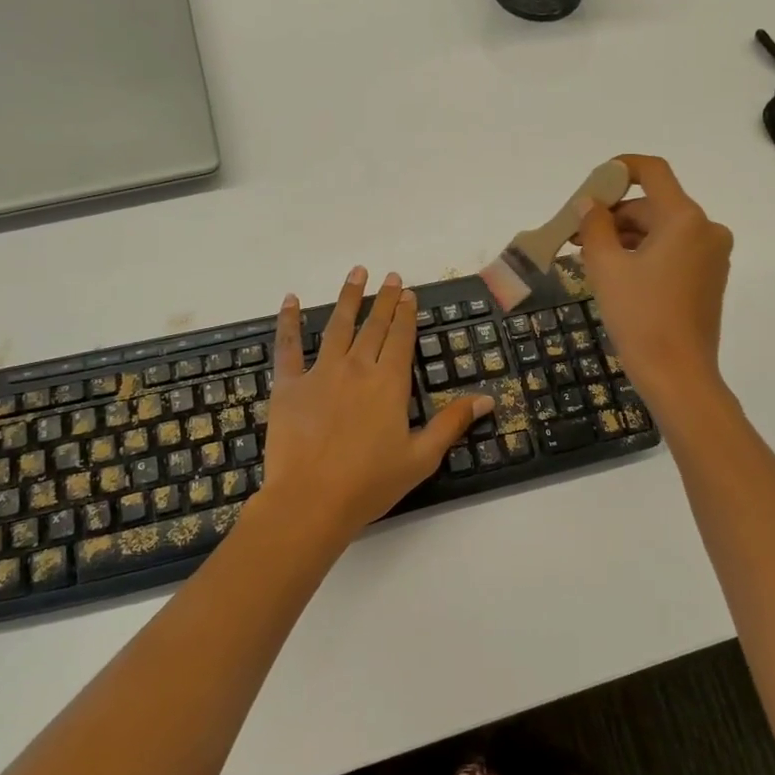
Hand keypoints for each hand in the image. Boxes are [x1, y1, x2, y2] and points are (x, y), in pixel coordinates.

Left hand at [255, 266, 492, 549]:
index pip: (401, 338)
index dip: (406, 314)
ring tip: (357, 273)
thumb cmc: (370, 483)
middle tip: (390, 276)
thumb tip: (487, 398)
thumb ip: (452, 423)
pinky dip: (288, 321)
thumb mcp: (421, 457)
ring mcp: (320, 373)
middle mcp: (357, 368)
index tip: (408, 293)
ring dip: (349, 297)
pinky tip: (289, 300)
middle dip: (384, 299)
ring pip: (338, 326)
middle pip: (374, 326)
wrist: (310, 501)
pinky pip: (288, 346)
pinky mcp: (288, 385)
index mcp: (389, 383)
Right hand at [575, 155, 732, 409]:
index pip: (653, 172)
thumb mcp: (606, 267)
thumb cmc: (640, 316)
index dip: (620, 169)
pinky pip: (673, 250)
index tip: (592, 184)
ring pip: (662, 229)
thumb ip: (594, 226)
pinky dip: (644, 253)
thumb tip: (589, 203)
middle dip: (614, 213)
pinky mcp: (710, 277)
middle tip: (576, 233)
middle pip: (654, 204)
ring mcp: (712, 255)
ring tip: (588, 256)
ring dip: (626, 236)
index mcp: (685, 218)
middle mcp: (706, 229)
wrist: (678, 375)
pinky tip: (615, 271)